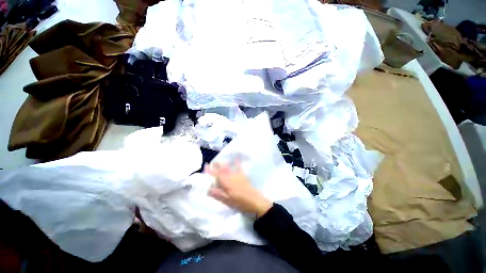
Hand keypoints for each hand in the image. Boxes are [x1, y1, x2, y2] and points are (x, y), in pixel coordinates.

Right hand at [205, 162, 271, 217]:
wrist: (253, 200)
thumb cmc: (239, 202)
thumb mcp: (226, 201)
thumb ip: (217, 194)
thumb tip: (208, 189)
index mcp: (225, 182)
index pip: (215, 174)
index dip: (210, 169)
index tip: (206, 165)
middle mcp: (230, 175)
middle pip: (222, 168)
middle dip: (216, 164)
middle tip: (212, 163)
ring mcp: (237, 174)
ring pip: (228, 166)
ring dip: (223, 163)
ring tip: (220, 162)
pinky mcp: (243, 174)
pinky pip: (239, 166)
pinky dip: (236, 161)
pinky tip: (236, 157)